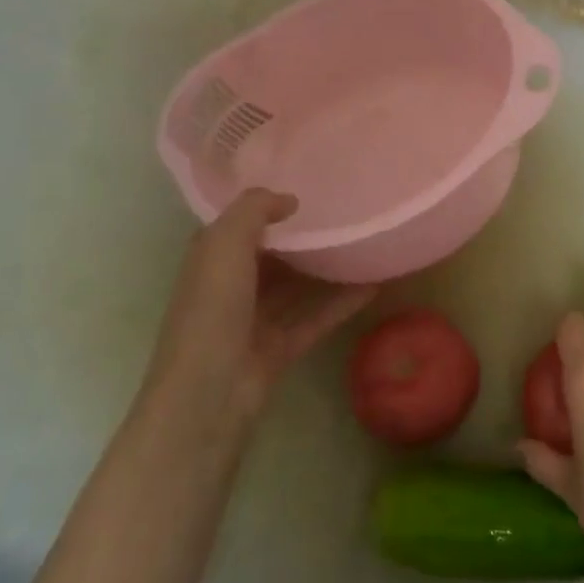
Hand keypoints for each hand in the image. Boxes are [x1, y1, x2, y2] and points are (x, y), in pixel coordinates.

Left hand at [149, 190, 376, 430]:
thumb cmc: (212, 311)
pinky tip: (374, 284)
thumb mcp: (224, 245)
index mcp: (210, 260)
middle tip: (345, 212)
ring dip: (326, 269)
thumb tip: (289, 200)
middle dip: (301, 237)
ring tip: (365, 244)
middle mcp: (231, 287)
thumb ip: (254, 210)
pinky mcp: (280, 348)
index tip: (304, 187)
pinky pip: (315, 317)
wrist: (209, 395)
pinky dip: (342, 302)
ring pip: (296, 287)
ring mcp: (255, 321)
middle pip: (271, 255)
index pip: (237, 225)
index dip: (264, 207)